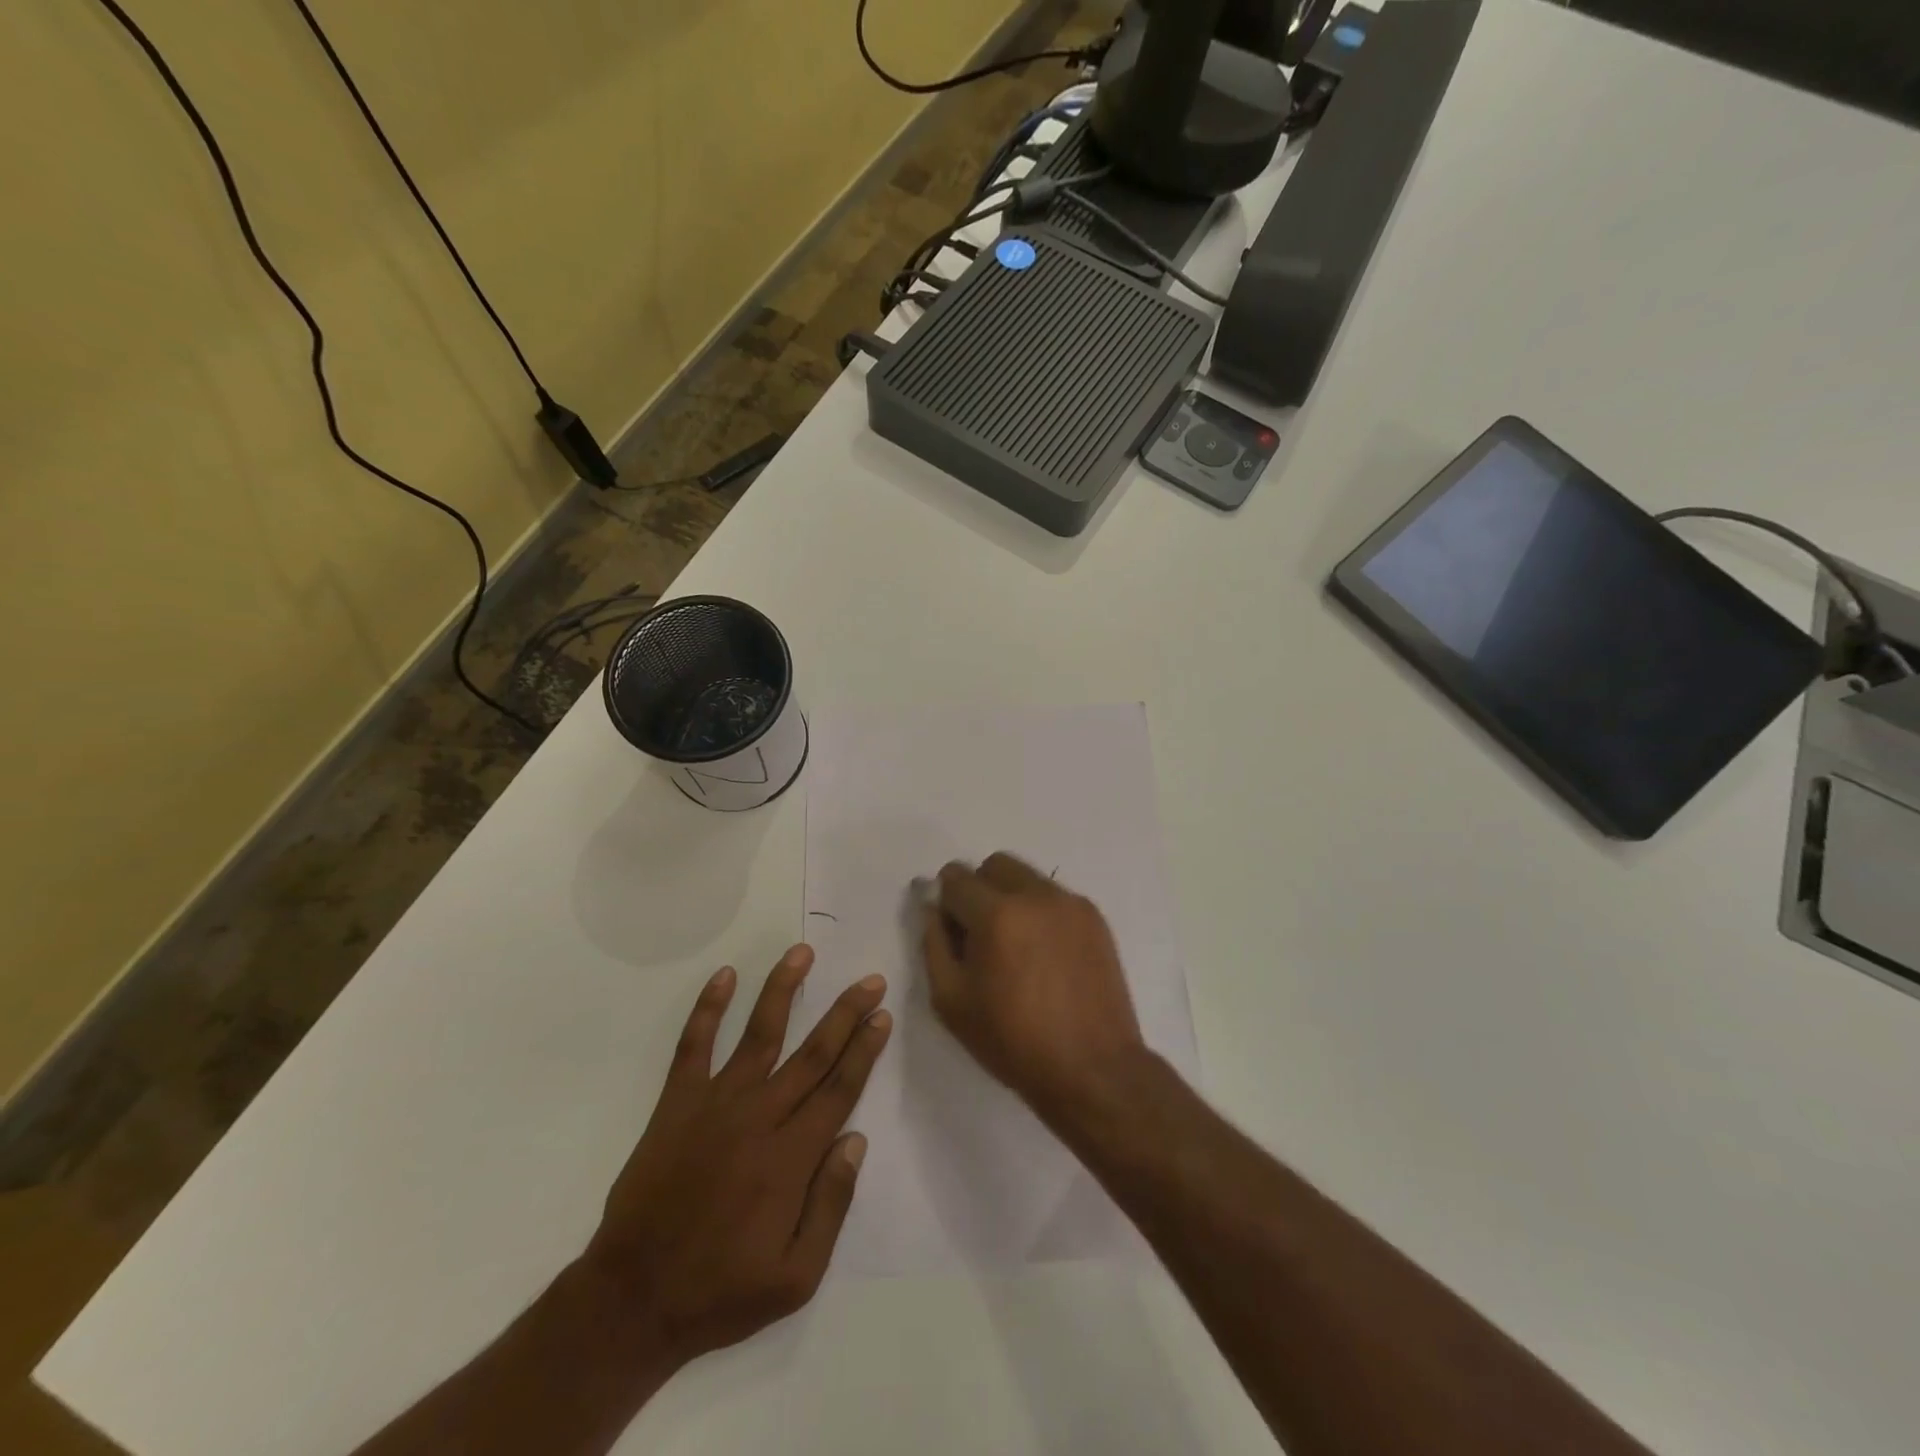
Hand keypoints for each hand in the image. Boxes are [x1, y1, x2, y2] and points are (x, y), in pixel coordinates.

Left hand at [580, 945, 890, 1368]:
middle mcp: (758, 1117)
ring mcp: (715, 1104)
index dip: (864, 1049)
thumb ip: (831, 1206)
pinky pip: (693, 1046)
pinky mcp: (676, 1103)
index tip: (882, 1016)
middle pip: (812, 1053)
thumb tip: (855, 1140)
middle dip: (844, 1013)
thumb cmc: (721, 1291)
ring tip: (802, 952)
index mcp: (791, 1158)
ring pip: (758, 1034)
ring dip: (783, 989)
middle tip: (870, 980)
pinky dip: (707, 1008)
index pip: (839, 1089)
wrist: (632, 1299)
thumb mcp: (796, 1277)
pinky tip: (724, 976)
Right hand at [922, 854, 1144, 1122]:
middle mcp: (1035, 896)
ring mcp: (1070, 903)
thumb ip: (934, 943)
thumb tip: (932, 908)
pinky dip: (1039, 912)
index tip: (950, 928)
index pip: (956, 878)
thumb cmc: (1013, 1041)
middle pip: (994, 865)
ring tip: (1015, 946)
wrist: (1092, 1069)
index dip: (945, 900)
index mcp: (997, 915)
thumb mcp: (951, 1001)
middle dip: (978, 889)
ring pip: (1026, 877)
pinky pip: (1054, 897)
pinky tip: (1044, 955)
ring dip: (1010, 897)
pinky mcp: (1093, 917)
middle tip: (980, 934)